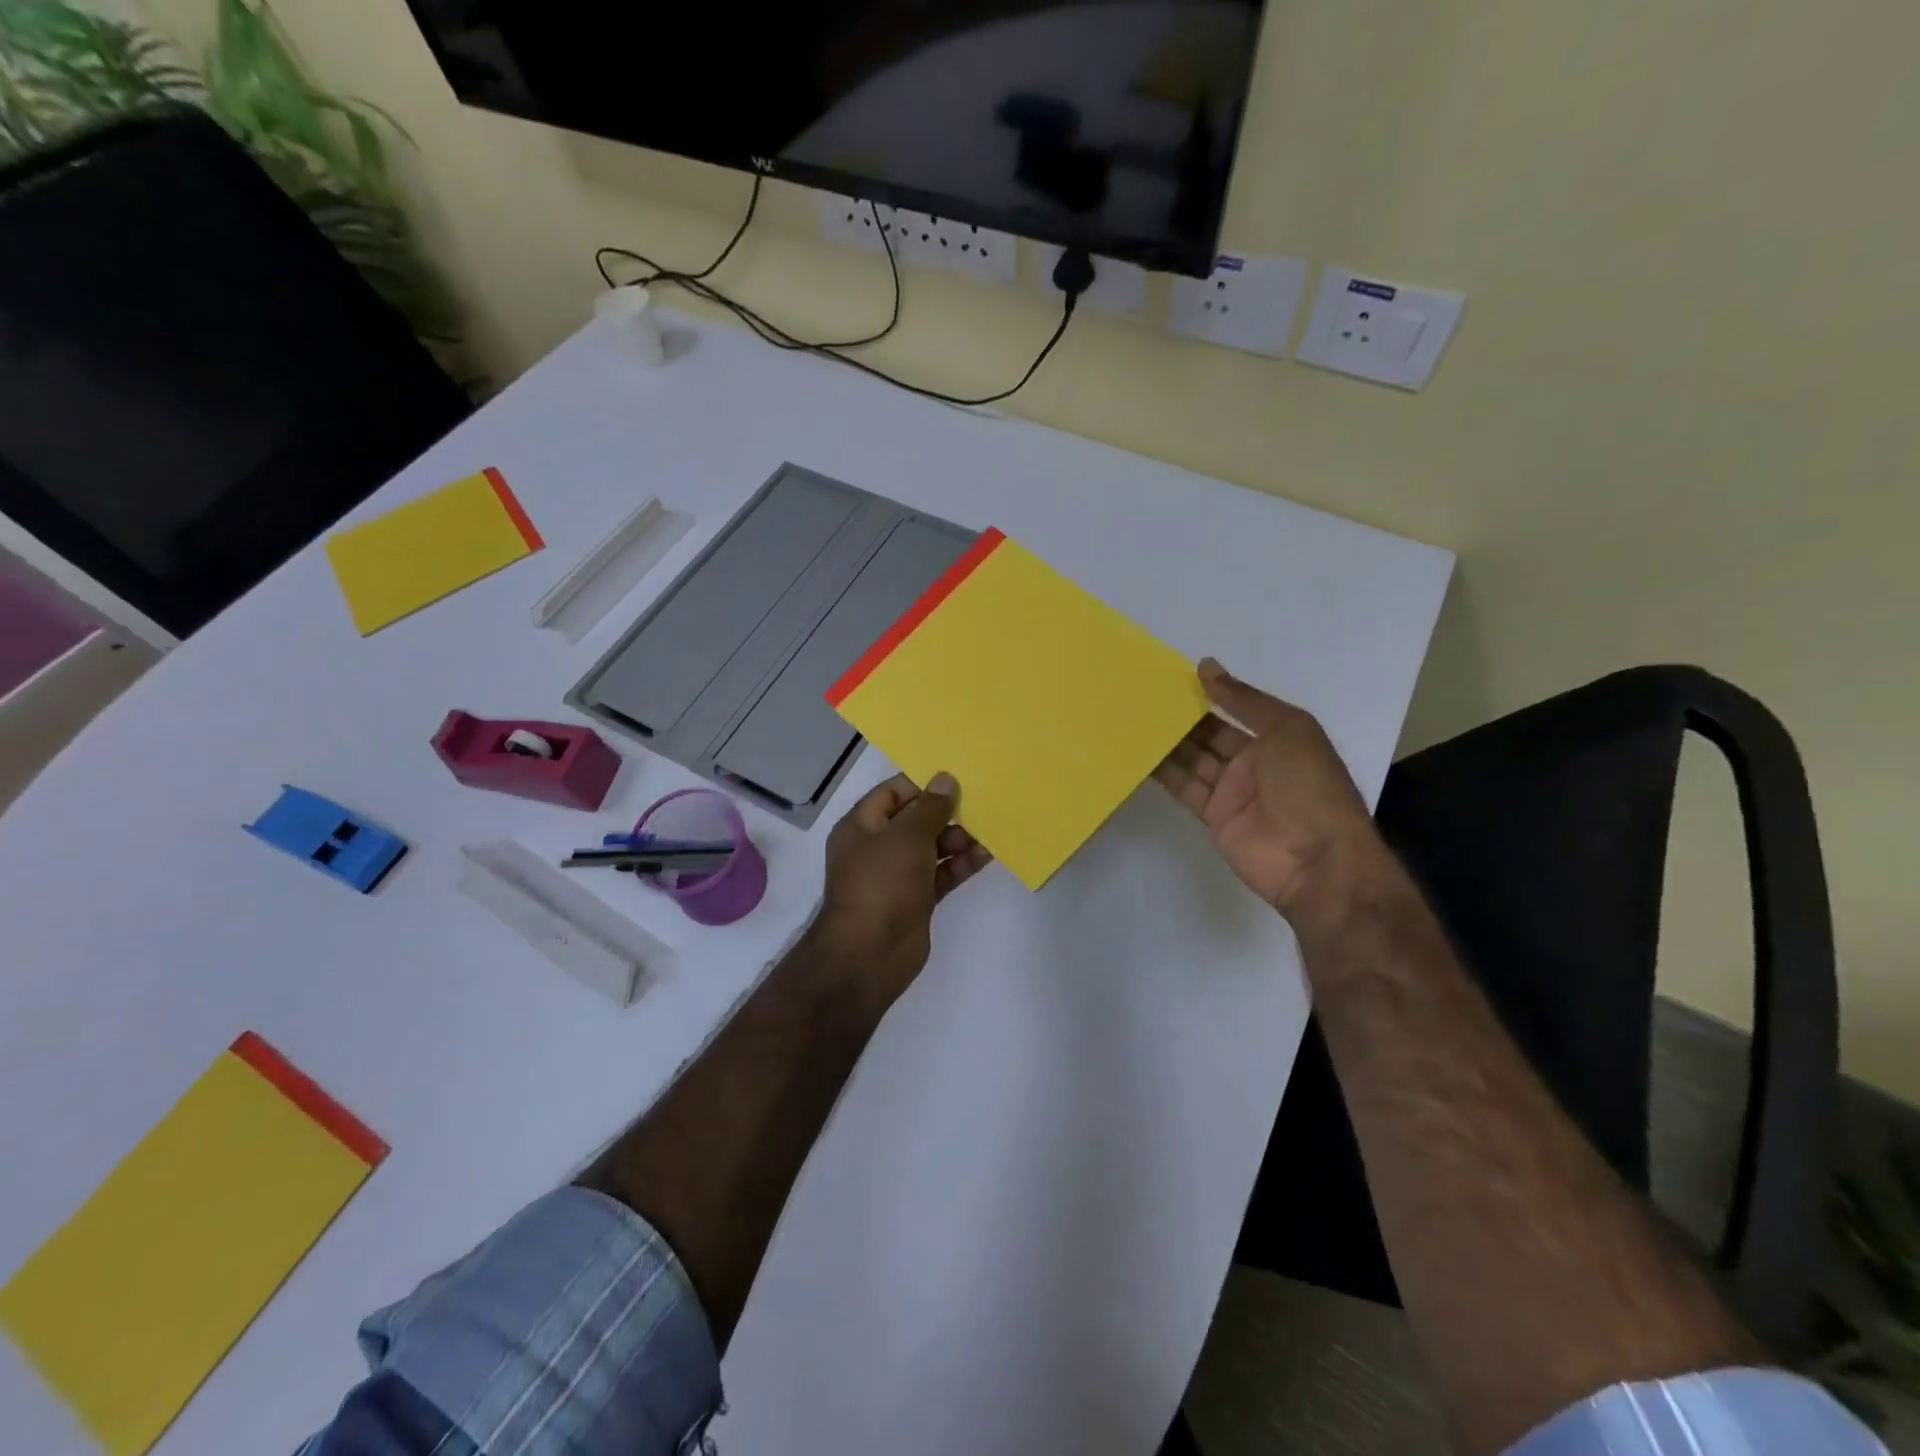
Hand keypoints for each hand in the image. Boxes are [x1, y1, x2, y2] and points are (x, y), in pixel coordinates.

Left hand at [813, 772, 991, 1012]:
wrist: (870, 954)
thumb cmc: (882, 884)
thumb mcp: (906, 837)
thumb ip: (930, 808)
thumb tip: (946, 779)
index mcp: (861, 826)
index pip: (893, 792)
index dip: (923, 784)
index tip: (958, 778)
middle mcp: (877, 847)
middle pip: (915, 820)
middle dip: (947, 813)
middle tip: (982, 804)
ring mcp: (897, 875)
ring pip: (932, 847)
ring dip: (959, 838)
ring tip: (990, 830)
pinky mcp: (916, 899)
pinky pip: (941, 873)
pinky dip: (961, 864)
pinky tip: (988, 855)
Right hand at [1154, 659, 1382, 923]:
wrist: (1317, 859)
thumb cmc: (1310, 786)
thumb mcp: (1287, 729)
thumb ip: (1244, 700)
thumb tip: (1206, 666)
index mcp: (1278, 737)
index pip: (1236, 709)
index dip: (1208, 693)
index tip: (1171, 677)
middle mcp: (1253, 761)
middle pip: (1210, 734)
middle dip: (1181, 717)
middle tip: (1143, 697)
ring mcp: (1232, 790)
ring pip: (1192, 759)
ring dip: (1166, 741)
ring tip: (1132, 719)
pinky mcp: (1213, 815)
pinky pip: (1184, 787)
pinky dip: (1162, 772)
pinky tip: (1137, 753)